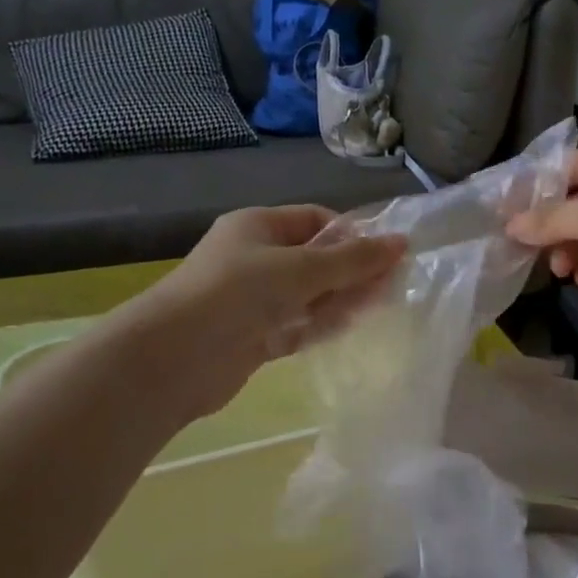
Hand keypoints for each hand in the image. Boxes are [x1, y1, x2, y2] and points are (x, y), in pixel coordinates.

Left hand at [130, 205, 404, 416]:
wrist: (175, 357)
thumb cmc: (238, 294)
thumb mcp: (302, 269)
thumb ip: (354, 260)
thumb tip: (402, 243)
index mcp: (258, 226)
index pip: (315, 220)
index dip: (352, 235)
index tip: (387, 255)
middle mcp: (255, 258)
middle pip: (315, 259)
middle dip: (352, 271)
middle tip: (393, 285)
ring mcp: (253, 300)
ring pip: (309, 295)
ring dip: (341, 299)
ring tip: (381, 306)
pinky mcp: (254, 336)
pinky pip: (297, 325)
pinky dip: (321, 326)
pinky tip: (350, 328)